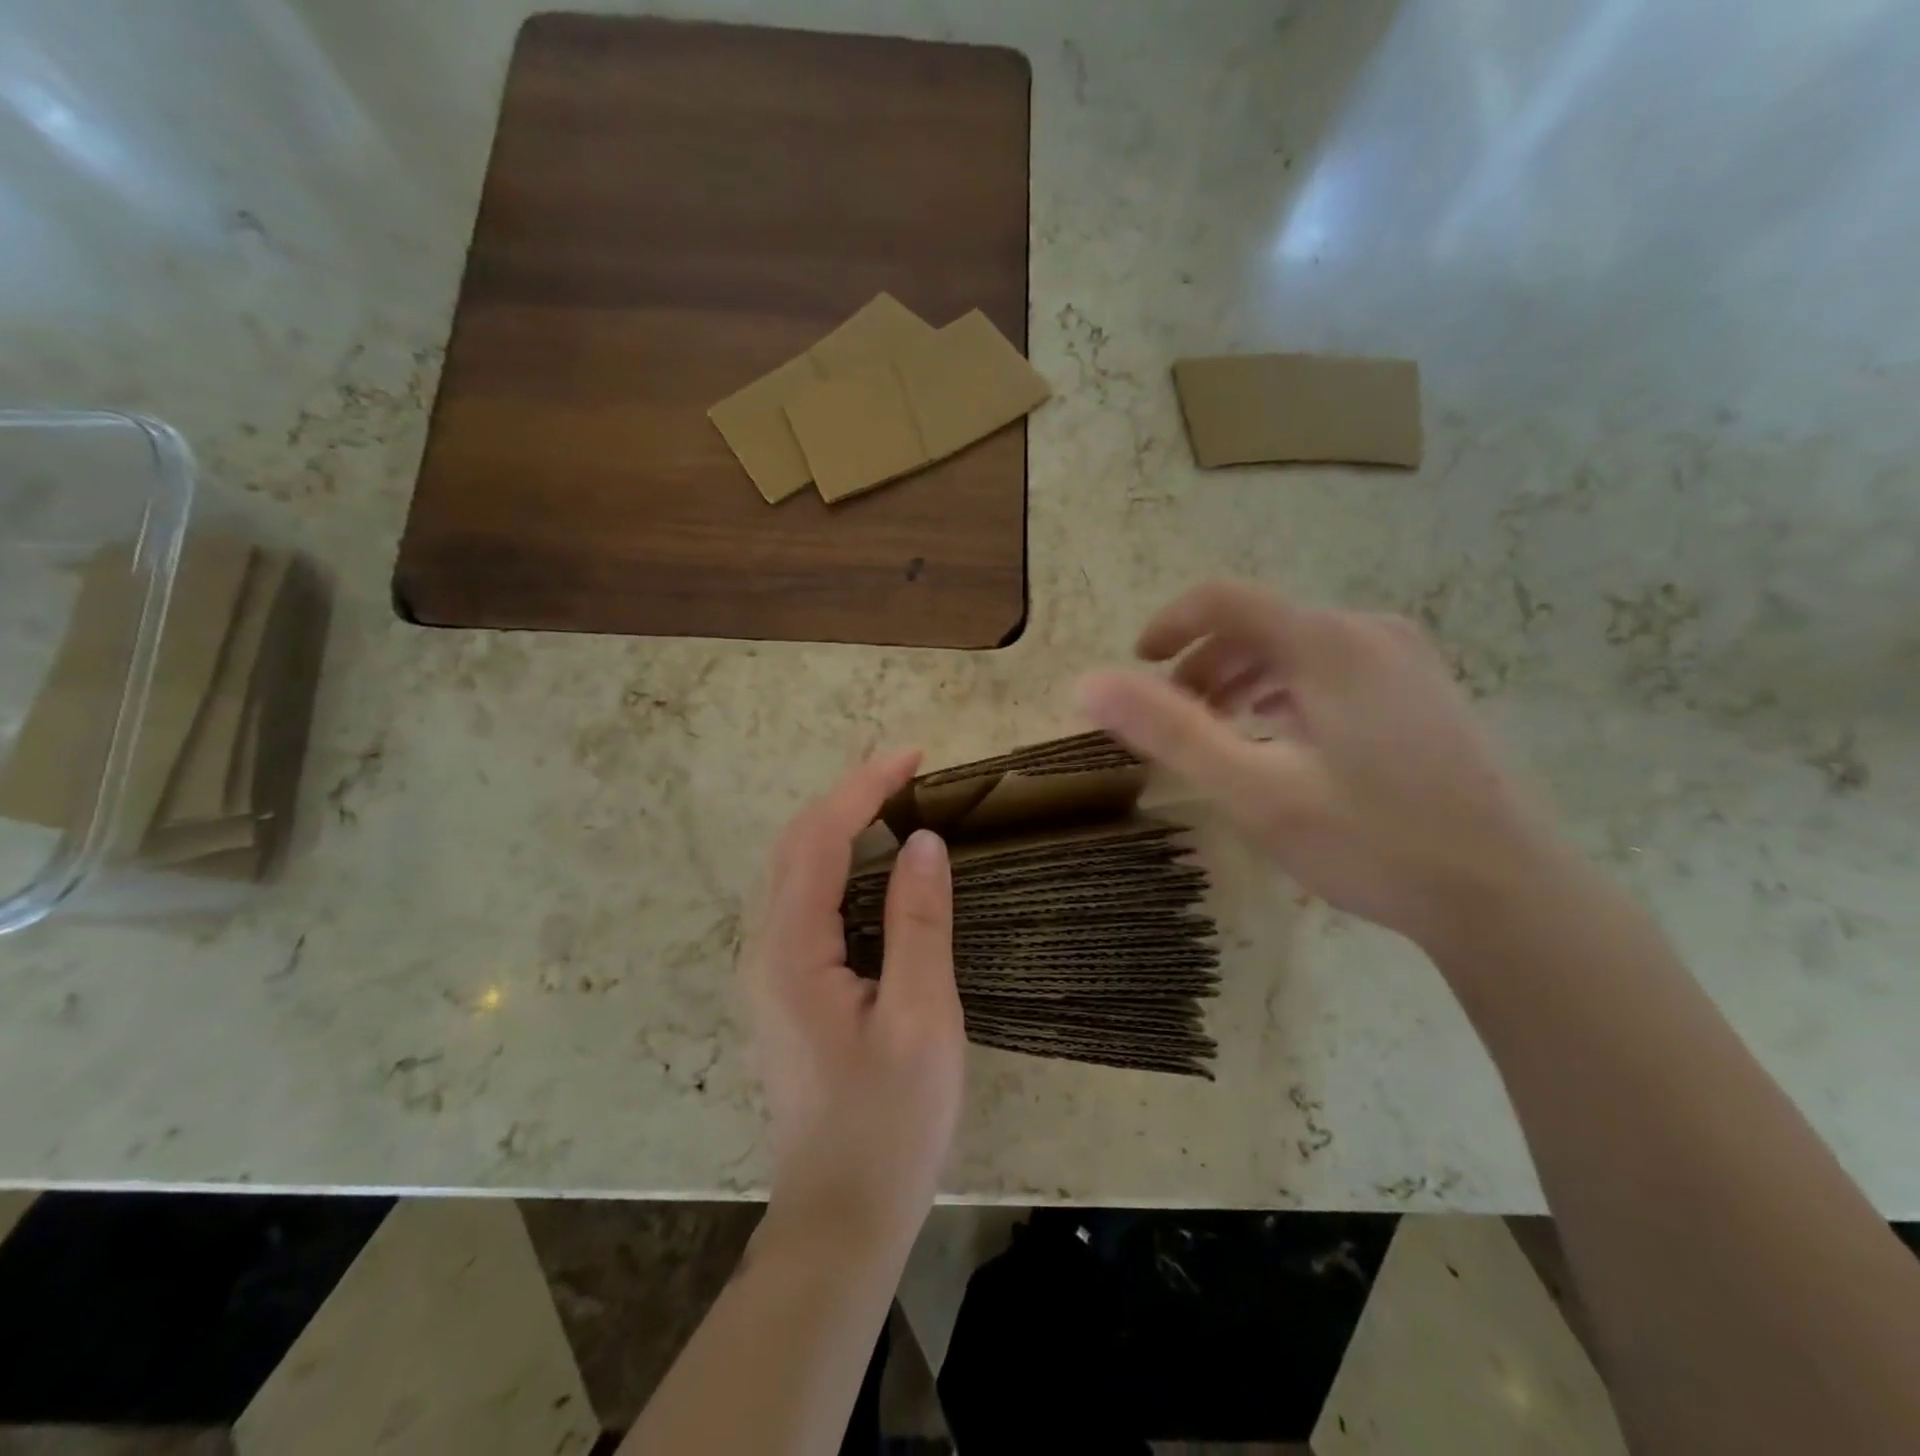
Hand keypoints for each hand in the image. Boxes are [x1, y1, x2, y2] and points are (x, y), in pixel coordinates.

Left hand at [741, 751, 964, 1262]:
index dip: (864, 788)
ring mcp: (767, 970)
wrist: (841, 1215)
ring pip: (793, 870)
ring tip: (894, 803)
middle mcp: (764, 949)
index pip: (821, 839)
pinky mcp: (782, 987)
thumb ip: (919, 924)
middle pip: (795, 845)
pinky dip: (835, 862)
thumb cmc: (889, 1122)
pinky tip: (872, 866)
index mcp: (791, 950)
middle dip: (848, 796)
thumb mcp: (920, 1019)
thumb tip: (922, 842)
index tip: (913, 756)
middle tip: (909, 775)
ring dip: (838, 825)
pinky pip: (802, 900)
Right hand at [1076, 581, 1558, 950]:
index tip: (1137, 664)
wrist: (1508, 894)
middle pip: (1261, 624)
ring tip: (1219, 731)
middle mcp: (1369, 633)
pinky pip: (1334, 669)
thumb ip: (1170, 732)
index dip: (1170, 623)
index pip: (1226, 599)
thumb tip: (1088, 685)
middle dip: (1203, 663)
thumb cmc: (1374, 841)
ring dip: (1243, 678)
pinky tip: (1281, 738)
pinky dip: (1287, 691)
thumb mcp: (1255, 792)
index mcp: (1327, 643)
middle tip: (1173, 717)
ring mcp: (1406, 660)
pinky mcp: (1425, 690)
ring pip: (1298, 647)